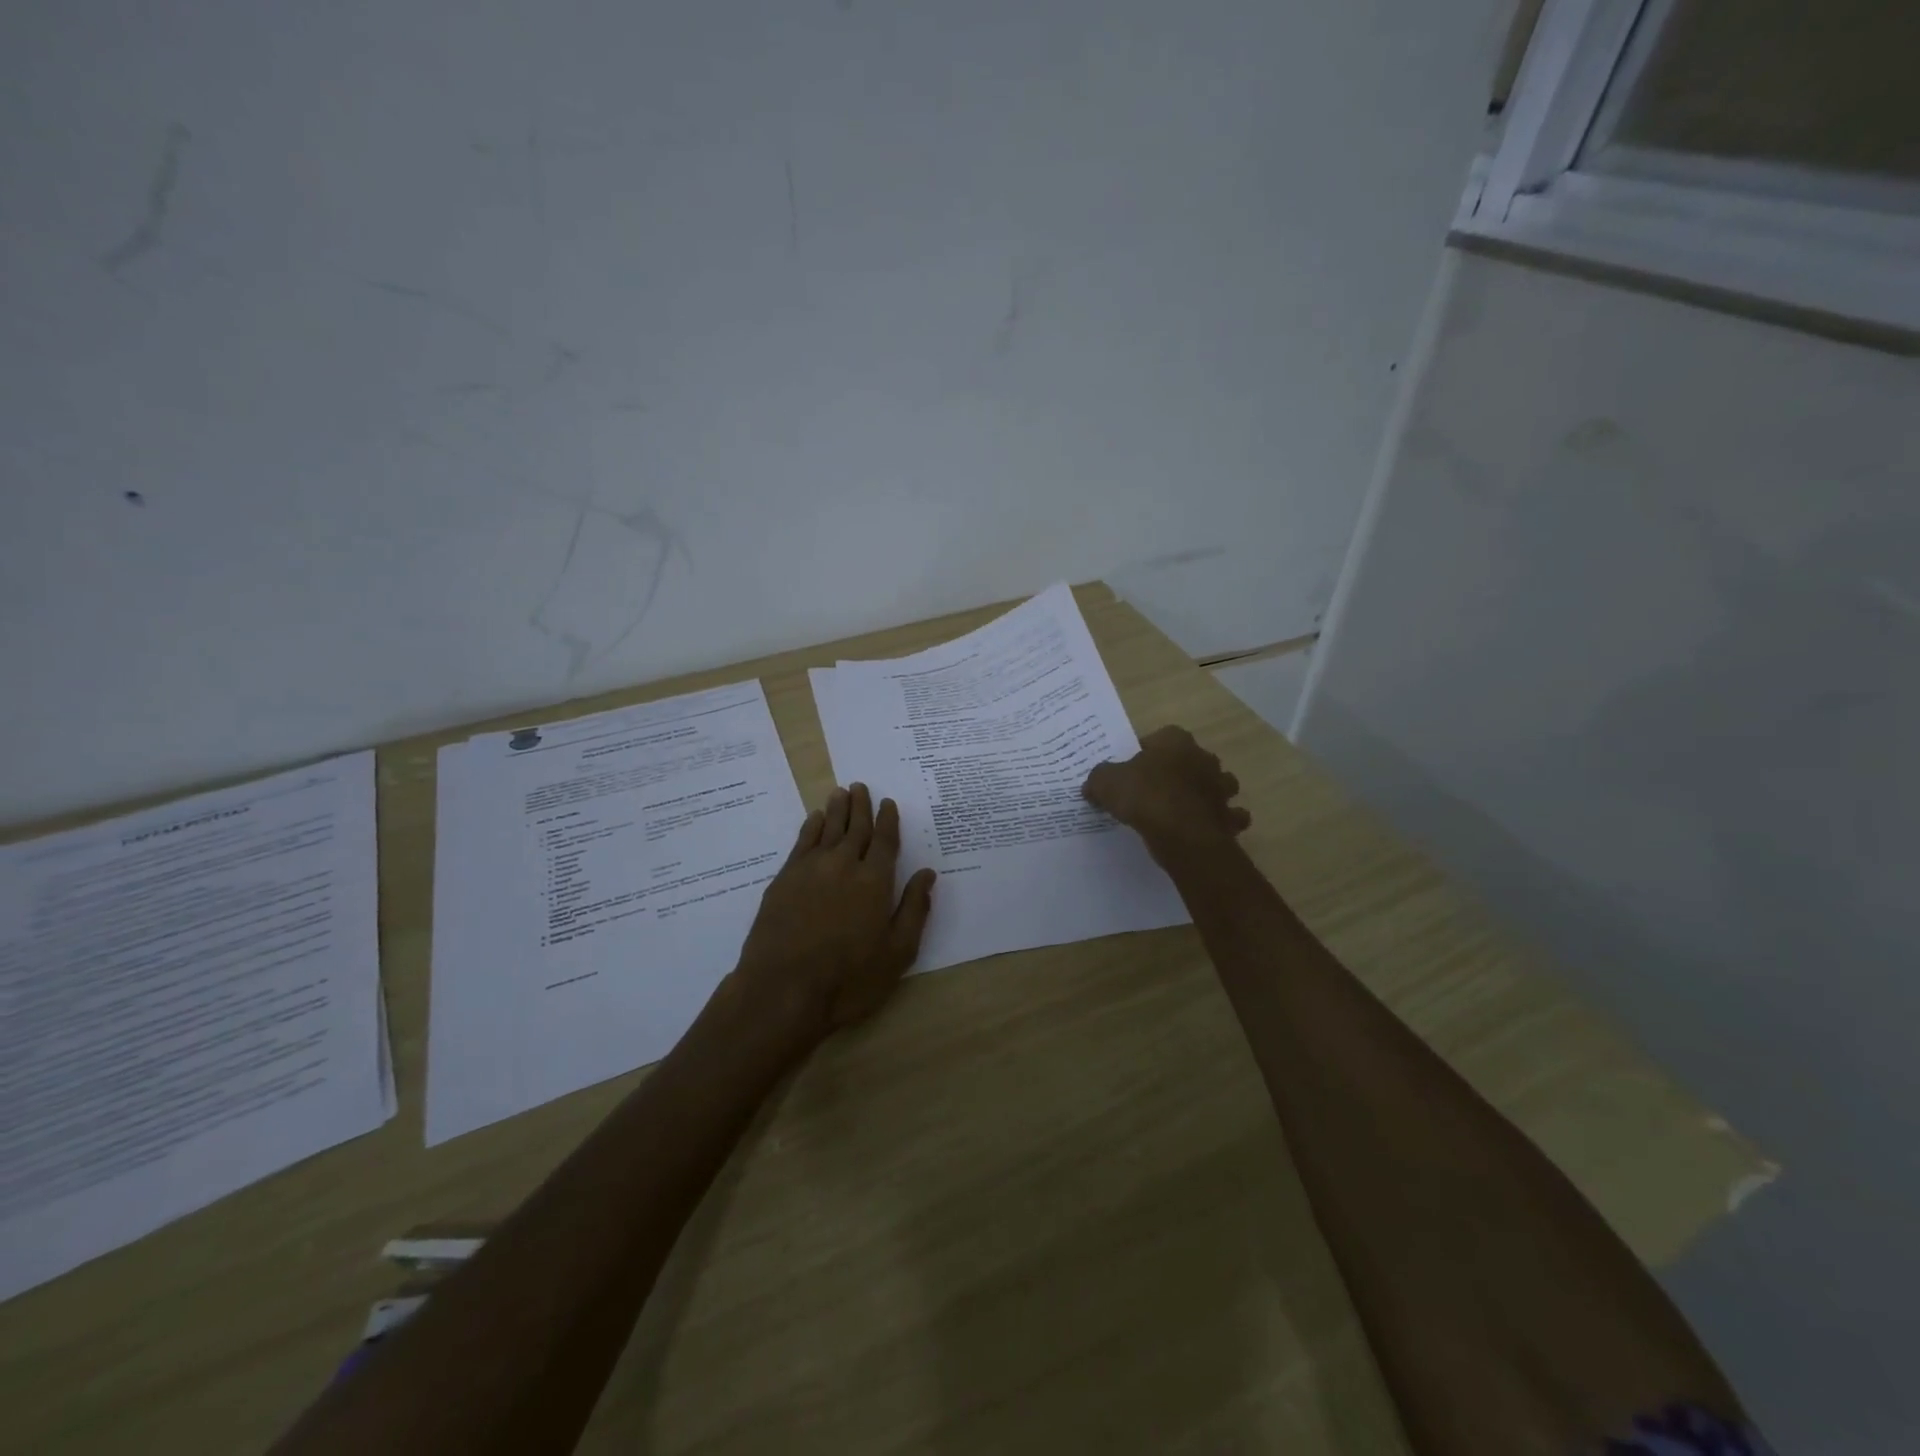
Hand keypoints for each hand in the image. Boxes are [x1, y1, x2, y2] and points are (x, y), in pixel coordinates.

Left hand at [732, 783, 936, 1043]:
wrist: (783, 990)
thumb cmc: (849, 979)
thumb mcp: (897, 953)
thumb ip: (914, 909)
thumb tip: (927, 874)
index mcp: (875, 881)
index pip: (885, 841)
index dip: (888, 820)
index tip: (888, 802)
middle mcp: (844, 865)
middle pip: (855, 828)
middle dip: (861, 806)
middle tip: (861, 786)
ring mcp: (811, 869)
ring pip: (827, 829)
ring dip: (837, 809)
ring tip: (841, 791)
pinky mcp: (784, 879)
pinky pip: (802, 842)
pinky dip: (811, 826)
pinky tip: (814, 819)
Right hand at [1082, 726, 1250, 860]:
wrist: (1181, 834)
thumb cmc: (1145, 797)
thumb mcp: (1106, 783)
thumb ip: (1098, 779)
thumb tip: (1092, 786)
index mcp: (1176, 741)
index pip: (1161, 737)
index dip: (1146, 752)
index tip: (1132, 770)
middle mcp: (1204, 758)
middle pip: (1192, 759)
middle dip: (1179, 771)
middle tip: (1156, 789)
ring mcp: (1221, 788)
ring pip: (1219, 784)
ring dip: (1207, 793)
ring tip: (1185, 809)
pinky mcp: (1228, 817)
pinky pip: (1229, 817)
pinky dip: (1222, 822)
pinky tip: (1205, 829)